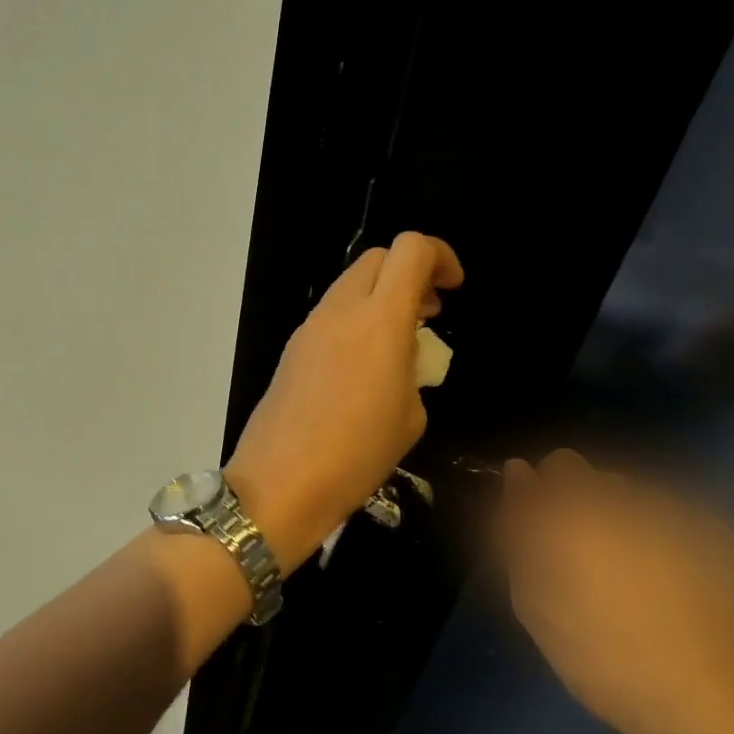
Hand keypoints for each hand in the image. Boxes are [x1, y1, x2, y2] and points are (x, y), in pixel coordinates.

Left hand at [226, 232, 462, 574]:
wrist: (280, 482)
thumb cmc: (357, 455)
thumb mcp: (410, 416)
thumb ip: (412, 370)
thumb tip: (400, 357)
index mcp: (380, 320)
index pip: (411, 250)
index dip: (440, 256)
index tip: (452, 289)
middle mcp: (341, 311)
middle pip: (377, 258)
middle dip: (409, 273)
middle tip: (428, 313)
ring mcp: (309, 328)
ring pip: (349, 286)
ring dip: (380, 298)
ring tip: (399, 343)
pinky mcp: (291, 350)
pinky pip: (330, 317)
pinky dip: (354, 322)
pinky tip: (362, 367)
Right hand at [499, 450, 733, 733]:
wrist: (715, 714)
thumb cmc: (602, 660)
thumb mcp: (533, 601)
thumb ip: (518, 528)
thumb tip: (519, 474)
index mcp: (585, 508)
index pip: (559, 466)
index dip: (550, 499)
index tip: (551, 539)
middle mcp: (641, 499)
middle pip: (605, 482)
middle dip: (592, 512)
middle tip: (594, 571)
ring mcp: (697, 519)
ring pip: (649, 505)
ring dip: (636, 530)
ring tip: (642, 589)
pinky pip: (692, 533)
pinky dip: (681, 553)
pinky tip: (686, 601)